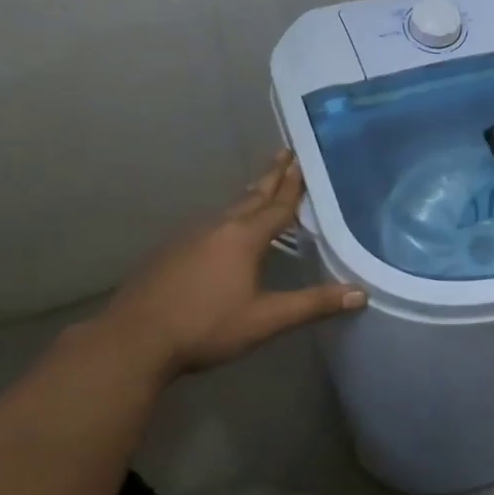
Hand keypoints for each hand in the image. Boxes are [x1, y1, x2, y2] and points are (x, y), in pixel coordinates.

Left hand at [92, 150, 365, 377]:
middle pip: (252, 196)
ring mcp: (190, 237)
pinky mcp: (170, 251)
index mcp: (244, 238)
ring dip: (249, 195)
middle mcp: (218, 228)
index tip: (303, 158)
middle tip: (285, 152)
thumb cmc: (205, 327)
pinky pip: (210, 224)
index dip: (294, 184)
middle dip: (271, 176)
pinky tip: (225, 229)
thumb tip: (360, 294)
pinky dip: (228, 217)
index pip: (278, 205)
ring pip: (229, 209)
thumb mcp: (266, 319)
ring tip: (262, 187)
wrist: (132, 342)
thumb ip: (313, 304)